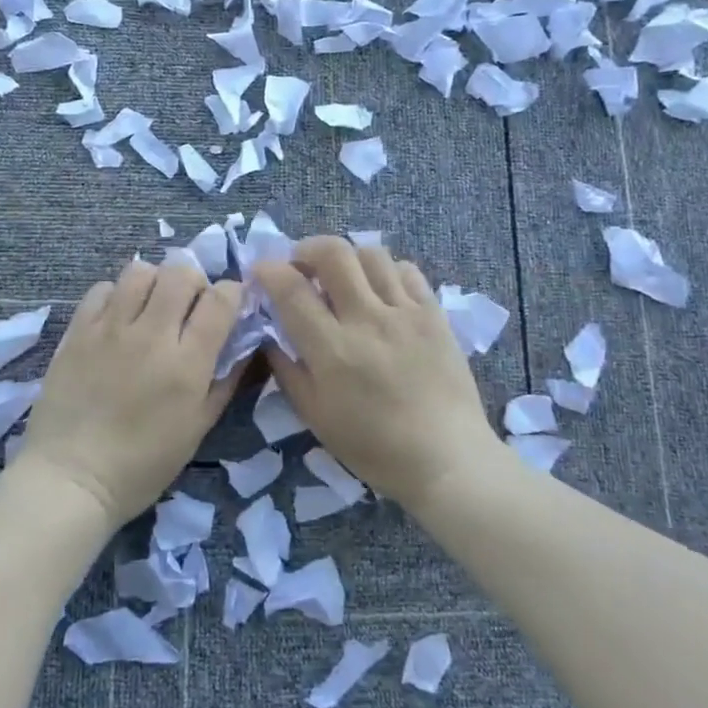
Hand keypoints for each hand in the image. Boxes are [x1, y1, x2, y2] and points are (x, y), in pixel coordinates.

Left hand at [18, 258, 245, 527]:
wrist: (71, 478)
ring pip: (140, 270)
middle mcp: (152, 334)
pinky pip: (103, 288)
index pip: (221, 299)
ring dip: (155, 282)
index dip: (232, 293)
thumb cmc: (143, 464)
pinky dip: (117, 295)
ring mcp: (110, 328)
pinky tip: (118, 318)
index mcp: (188, 363)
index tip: (229, 305)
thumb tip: (246, 344)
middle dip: (195, 281)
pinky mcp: (78, 330)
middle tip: (189, 305)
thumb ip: (226, 381)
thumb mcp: (198, 428)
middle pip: (182, 272)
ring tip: (152, 306)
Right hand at [255, 237, 502, 509]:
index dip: (269, 271)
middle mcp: (367, 319)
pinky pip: (407, 270)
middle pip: (333, 253)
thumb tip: (269, 336)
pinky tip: (381, 290)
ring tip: (343, 277)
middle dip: (307, 249)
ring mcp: (405, 312)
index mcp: (332, 349)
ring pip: (371, 254)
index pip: (291, 289)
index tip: (261, 271)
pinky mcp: (434, 314)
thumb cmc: (373, 447)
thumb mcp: (315, 416)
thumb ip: (287, 371)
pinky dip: (386, 271)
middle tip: (301, 266)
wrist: (446, 458)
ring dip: (347, 258)